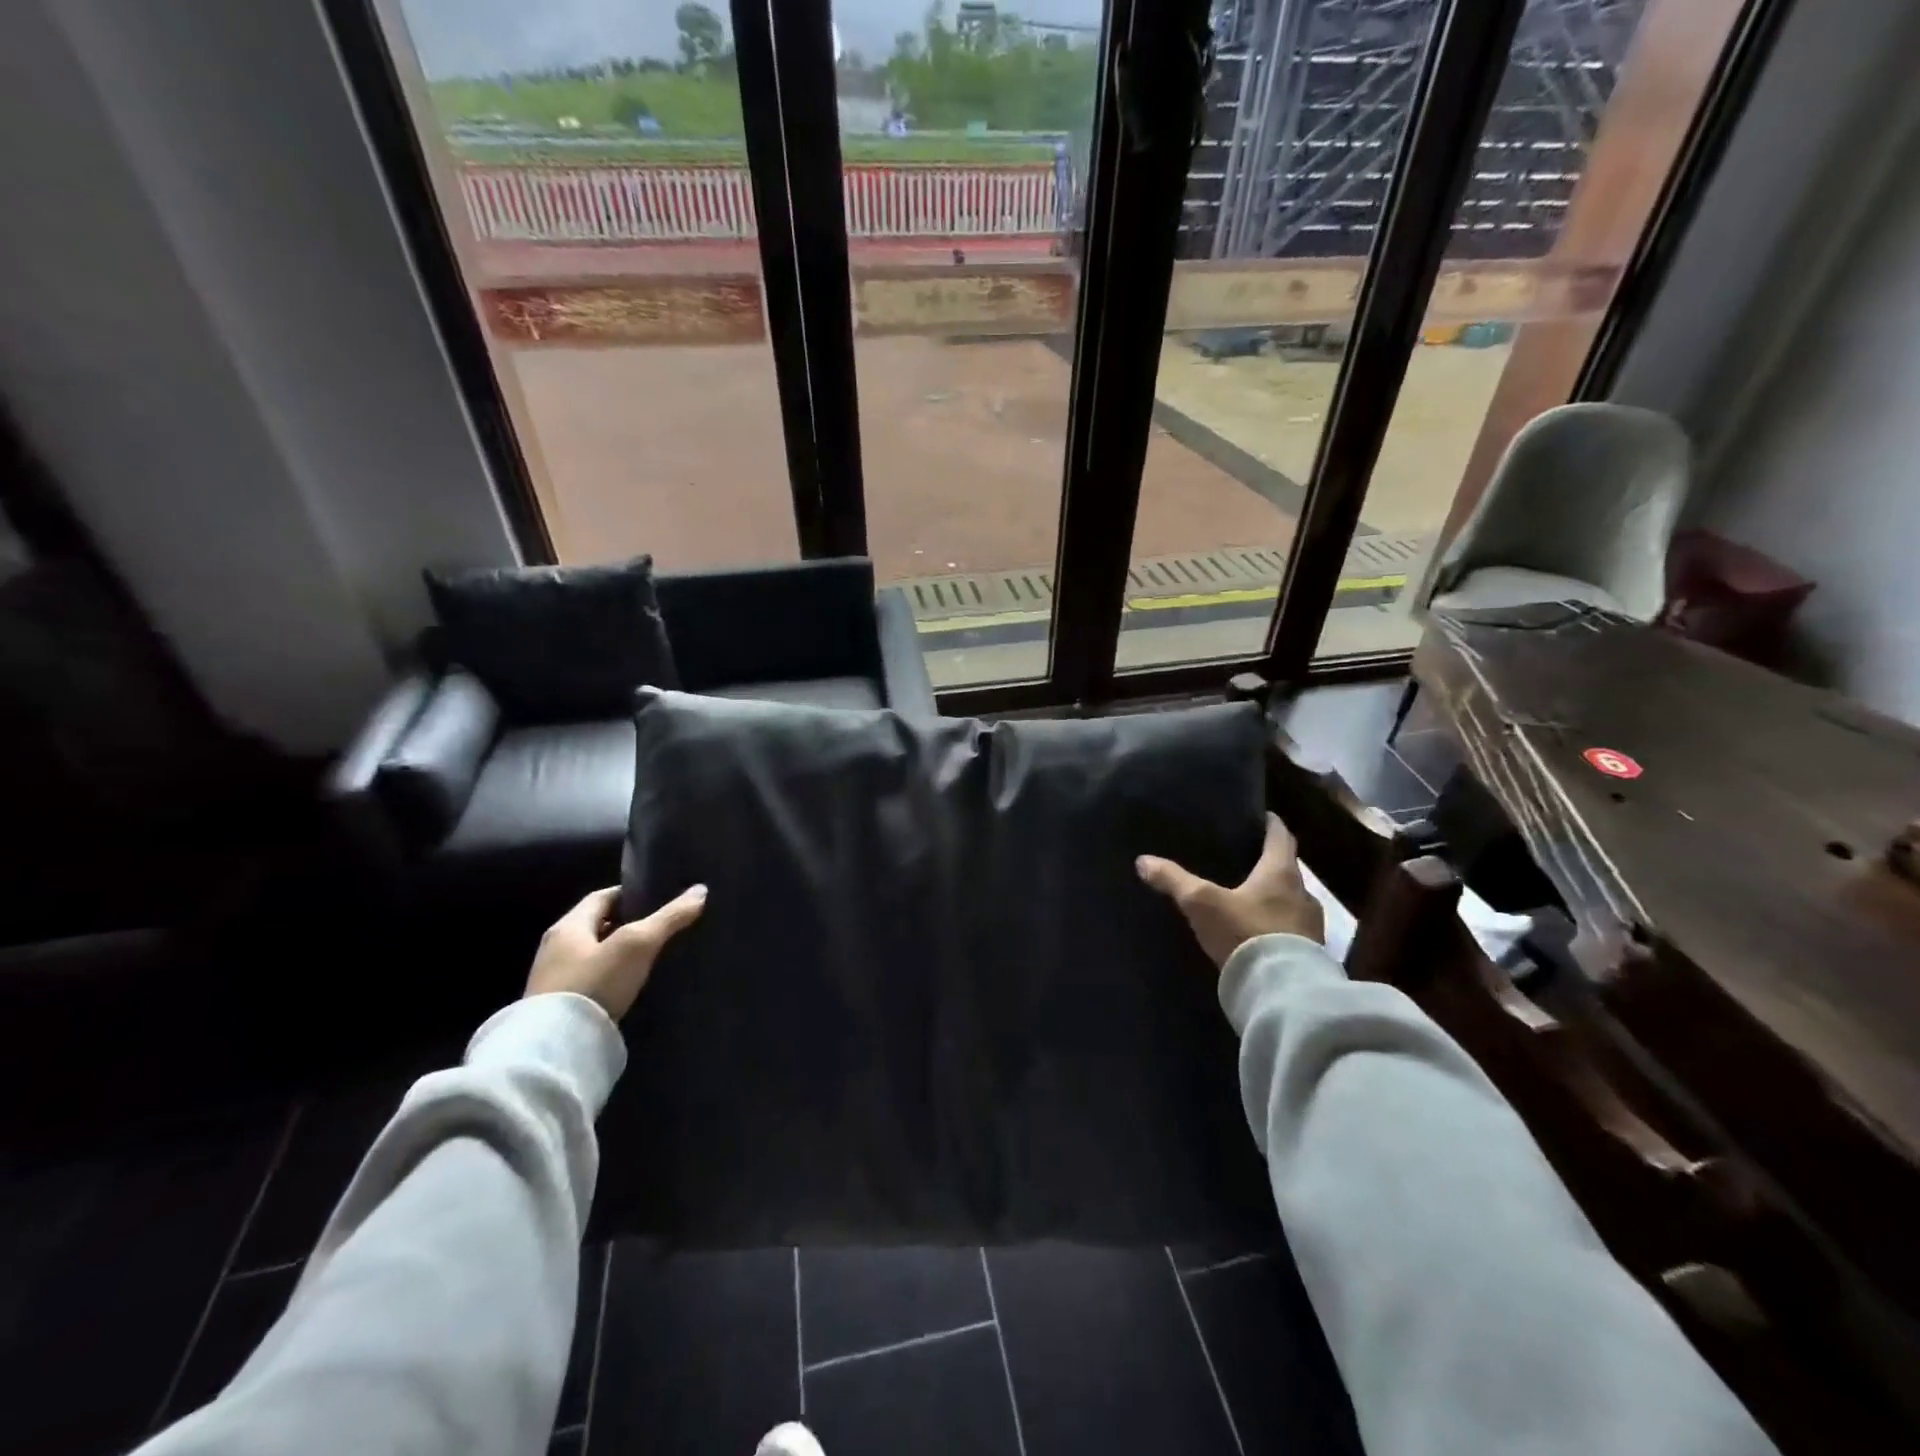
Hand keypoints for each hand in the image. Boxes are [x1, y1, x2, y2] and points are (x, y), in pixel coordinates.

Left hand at [524, 884, 707, 1021]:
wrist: (557, 1048)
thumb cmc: (595, 983)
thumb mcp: (638, 945)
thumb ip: (669, 917)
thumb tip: (700, 890)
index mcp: (568, 926)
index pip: (601, 897)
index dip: (629, 894)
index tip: (656, 898)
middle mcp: (554, 948)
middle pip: (595, 925)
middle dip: (624, 924)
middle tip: (657, 927)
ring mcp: (551, 980)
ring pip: (591, 954)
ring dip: (615, 952)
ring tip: (648, 956)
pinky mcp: (556, 1008)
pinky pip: (587, 981)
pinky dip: (608, 977)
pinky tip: (627, 986)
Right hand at [1137, 813, 1323, 967]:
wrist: (1281, 991)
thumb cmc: (1244, 932)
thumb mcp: (1201, 903)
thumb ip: (1174, 880)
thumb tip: (1142, 861)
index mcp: (1281, 873)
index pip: (1281, 837)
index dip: (1272, 824)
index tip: (1263, 816)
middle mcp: (1303, 894)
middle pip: (1287, 870)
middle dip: (1269, 864)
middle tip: (1247, 860)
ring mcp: (1311, 927)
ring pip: (1292, 902)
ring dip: (1275, 898)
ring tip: (1249, 898)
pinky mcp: (1311, 955)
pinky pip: (1293, 931)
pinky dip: (1278, 926)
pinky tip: (1259, 933)